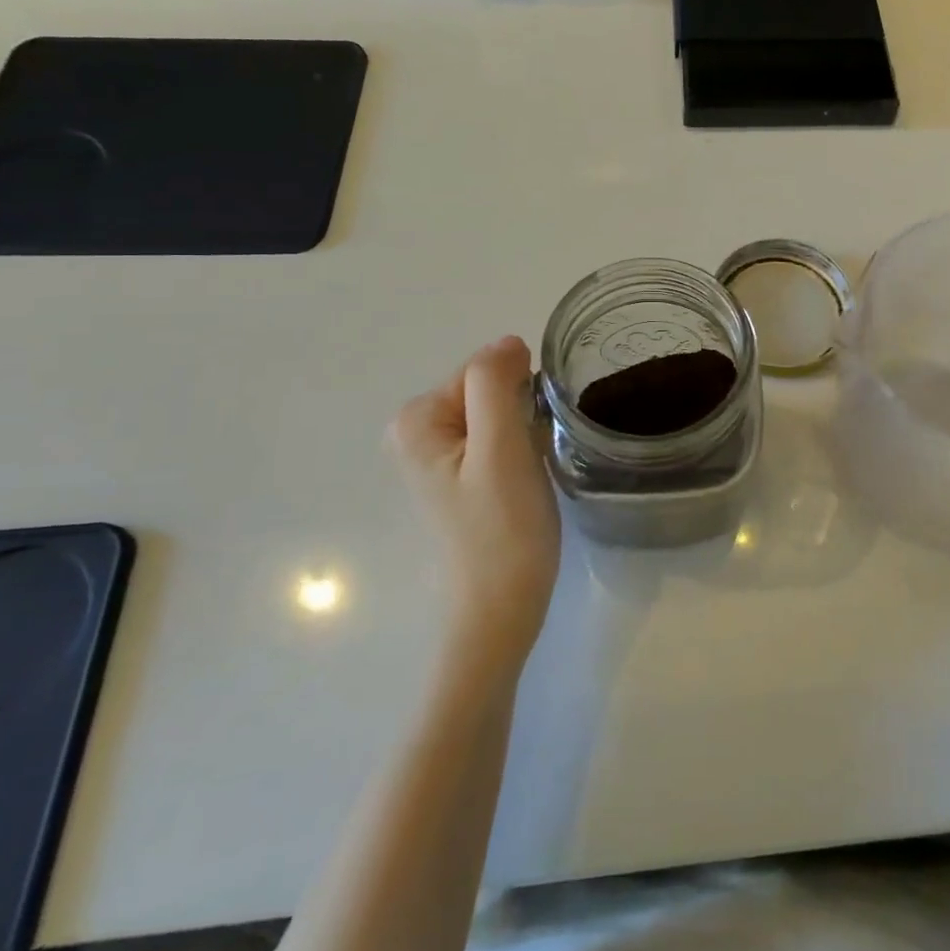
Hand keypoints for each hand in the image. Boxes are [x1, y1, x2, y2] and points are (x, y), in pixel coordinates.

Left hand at [392, 336, 561, 655]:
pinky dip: (521, 448)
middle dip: (521, 412)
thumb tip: (508, 343)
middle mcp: (418, 431)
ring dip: (525, 431)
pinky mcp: (462, 476)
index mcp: (417, 419)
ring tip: (531, 470)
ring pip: (500, 413)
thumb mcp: (500, 447)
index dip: (519, 396)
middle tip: (532, 457)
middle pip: (490, 390)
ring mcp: (439, 456)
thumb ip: (495, 383)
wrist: (501, 608)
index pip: (484, 371)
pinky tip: (526, 481)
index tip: (532, 435)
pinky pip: (500, 437)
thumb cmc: (503, 528)